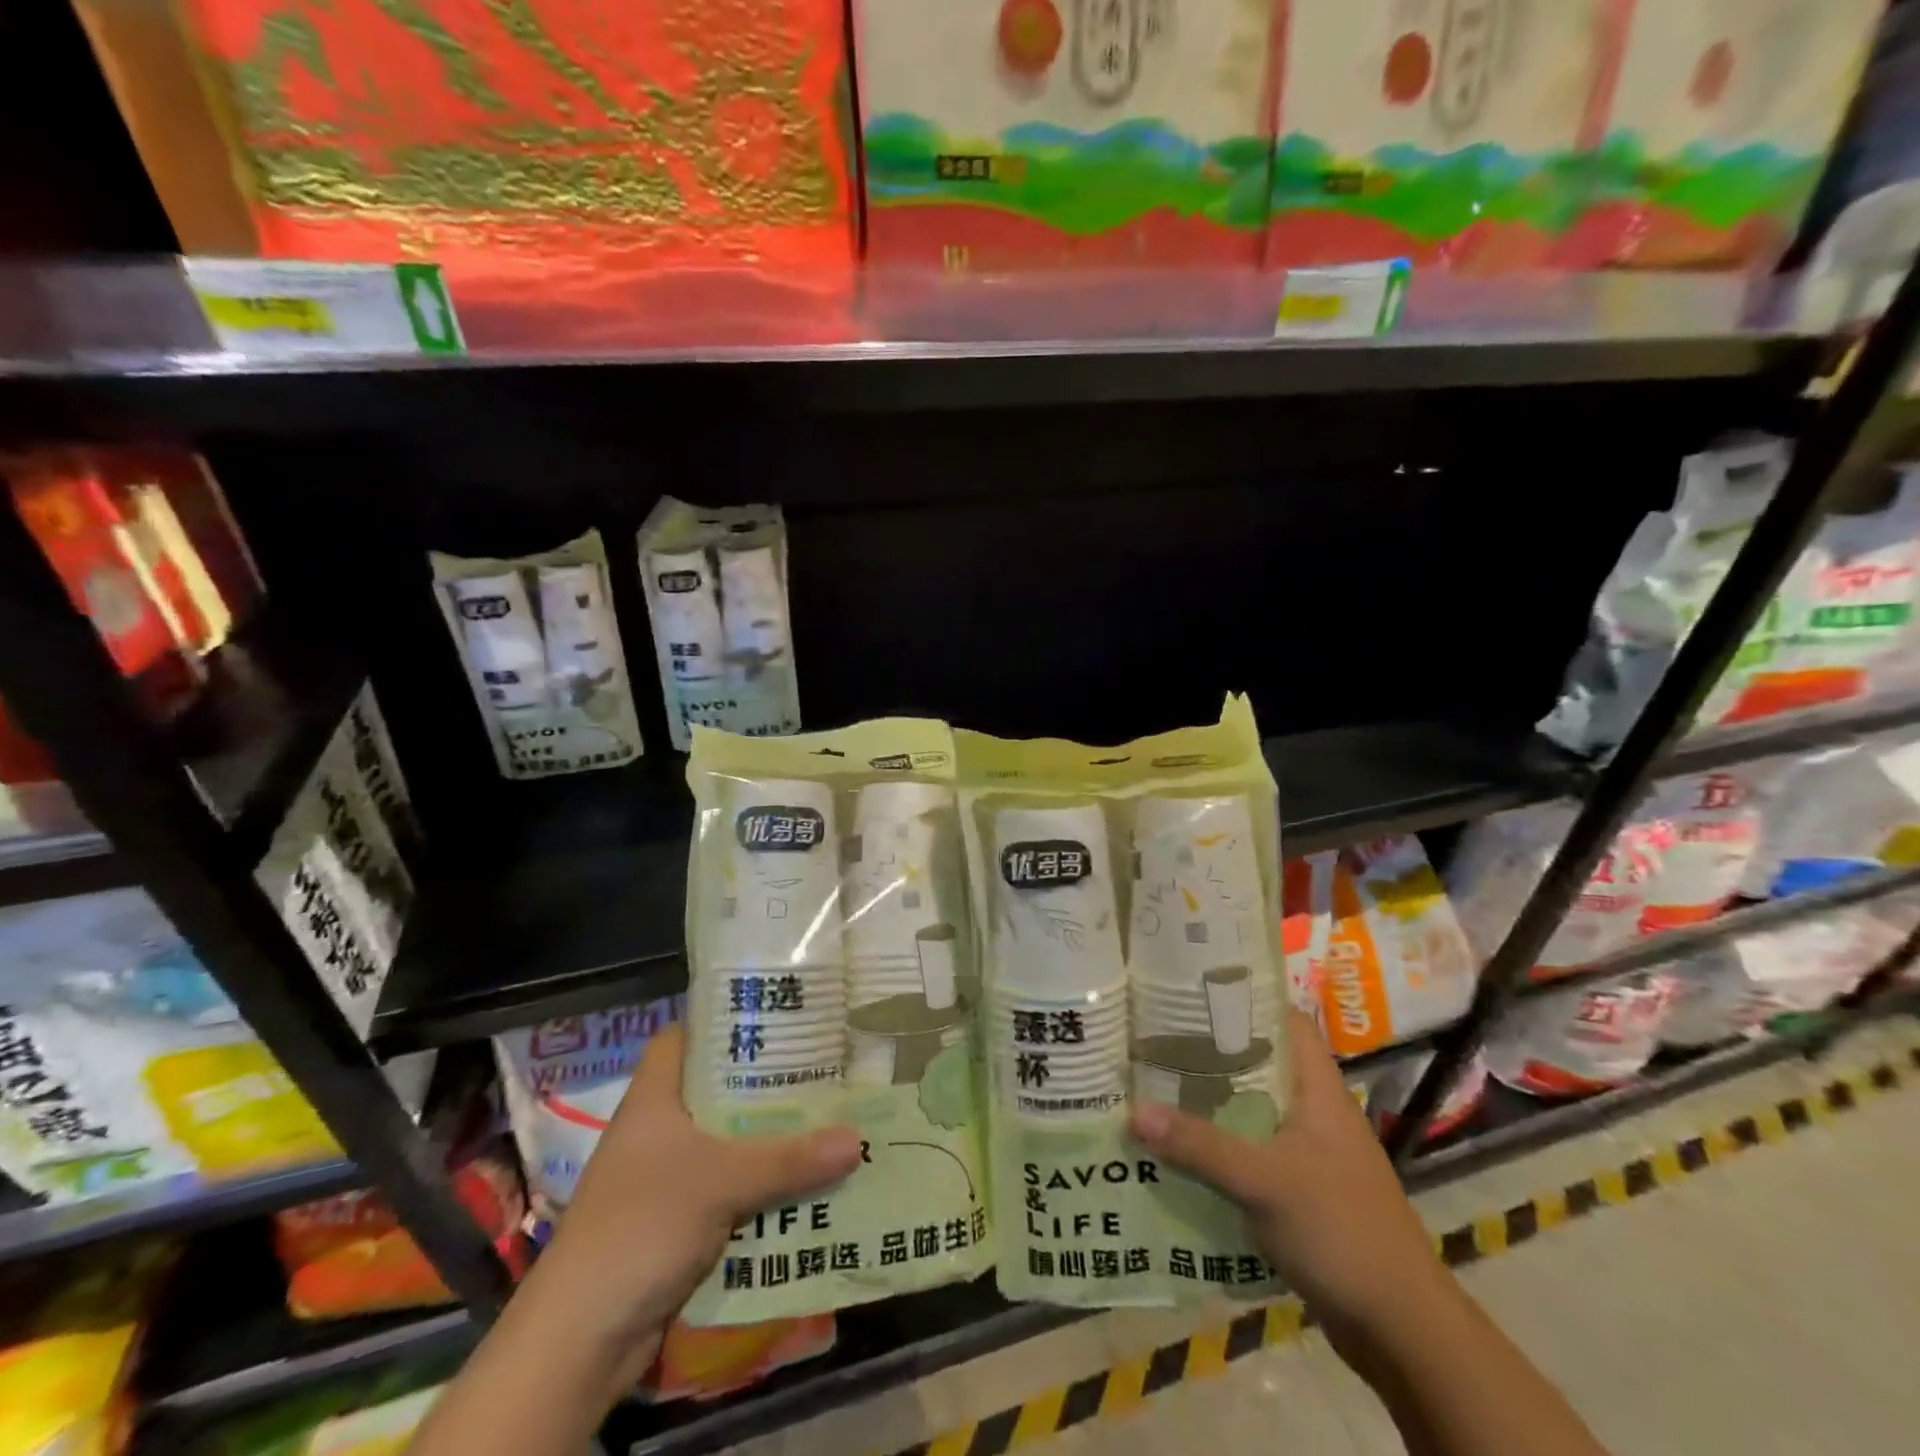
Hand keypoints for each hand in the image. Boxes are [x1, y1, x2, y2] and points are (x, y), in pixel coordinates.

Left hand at [515, 1023, 863, 1400]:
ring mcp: (664, 1178)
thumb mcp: (721, 1182)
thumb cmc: (642, 1226)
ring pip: (726, 1142)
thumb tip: (857, 1139)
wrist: (580, 1338)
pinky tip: (804, 1182)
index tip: (773, 1016)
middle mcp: (658, 1130)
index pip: (682, 1037)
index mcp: (654, 1099)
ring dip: (769, 1139)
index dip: (721, 1021)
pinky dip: (760, 1186)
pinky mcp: (676, 1221)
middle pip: (715, 1090)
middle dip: (765, 1083)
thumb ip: (789, 1160)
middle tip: (820, 1067)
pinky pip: (728, 1188)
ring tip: (826, 1119)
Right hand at [1130, 1011, 1444, 1331]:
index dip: (1247, 1000)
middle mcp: (1315, 1113)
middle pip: (1260, 1064)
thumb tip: (1133, 1112)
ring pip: (1252, 1110)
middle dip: (1212, 1052)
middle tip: (1157, 1038)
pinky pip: (1251, 1152)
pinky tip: (1179, 1150)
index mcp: (1319, 1091)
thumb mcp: (1265, 1182)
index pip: (1287, 1022)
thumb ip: (1200, 1146)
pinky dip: (1220, 1147)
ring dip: (1211, 1103)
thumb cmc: (1342, 1232)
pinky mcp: (1301, 1192)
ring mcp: (1310, 1154)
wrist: (1402, 1331)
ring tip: (1156, 1086)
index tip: (1195, 992)